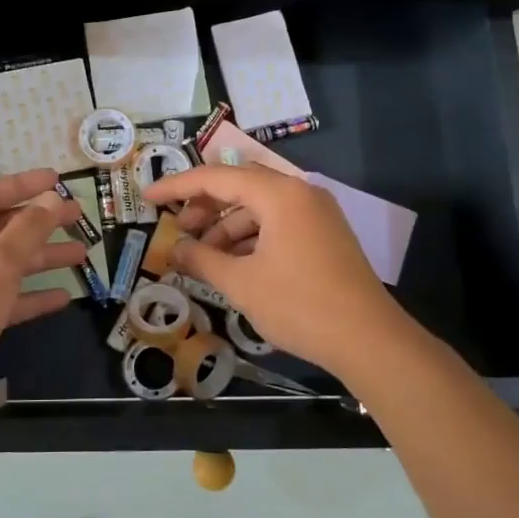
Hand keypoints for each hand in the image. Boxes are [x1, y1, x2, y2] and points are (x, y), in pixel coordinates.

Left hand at [0, 169, 89, 435]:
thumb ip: (28, 229)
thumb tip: (52, 199)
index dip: (23, 185)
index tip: (57, 180)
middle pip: (3, 228)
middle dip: (40, 221)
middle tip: (78, 216)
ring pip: (10, 264)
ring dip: (43, 257)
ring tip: (81, 253)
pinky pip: (10, 300)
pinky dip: (34, 296)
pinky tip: (64, 297)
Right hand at [141, 163, 417, 380]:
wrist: (370, 341)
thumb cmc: (300, 305)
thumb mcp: (241, 284)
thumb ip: (201, 260)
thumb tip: (173, 250)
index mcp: (279, 194)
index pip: (216, 177)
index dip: (177, 186)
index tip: (148, 197)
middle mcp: (300, 192)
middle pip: (239, 185)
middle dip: (204, 206)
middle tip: (180, 232)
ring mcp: (316, 213)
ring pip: (259, 207)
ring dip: (227, 227)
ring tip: (204, 259)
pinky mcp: (325, 234)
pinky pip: (278, 223)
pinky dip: (251, 238)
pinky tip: (234, 265)